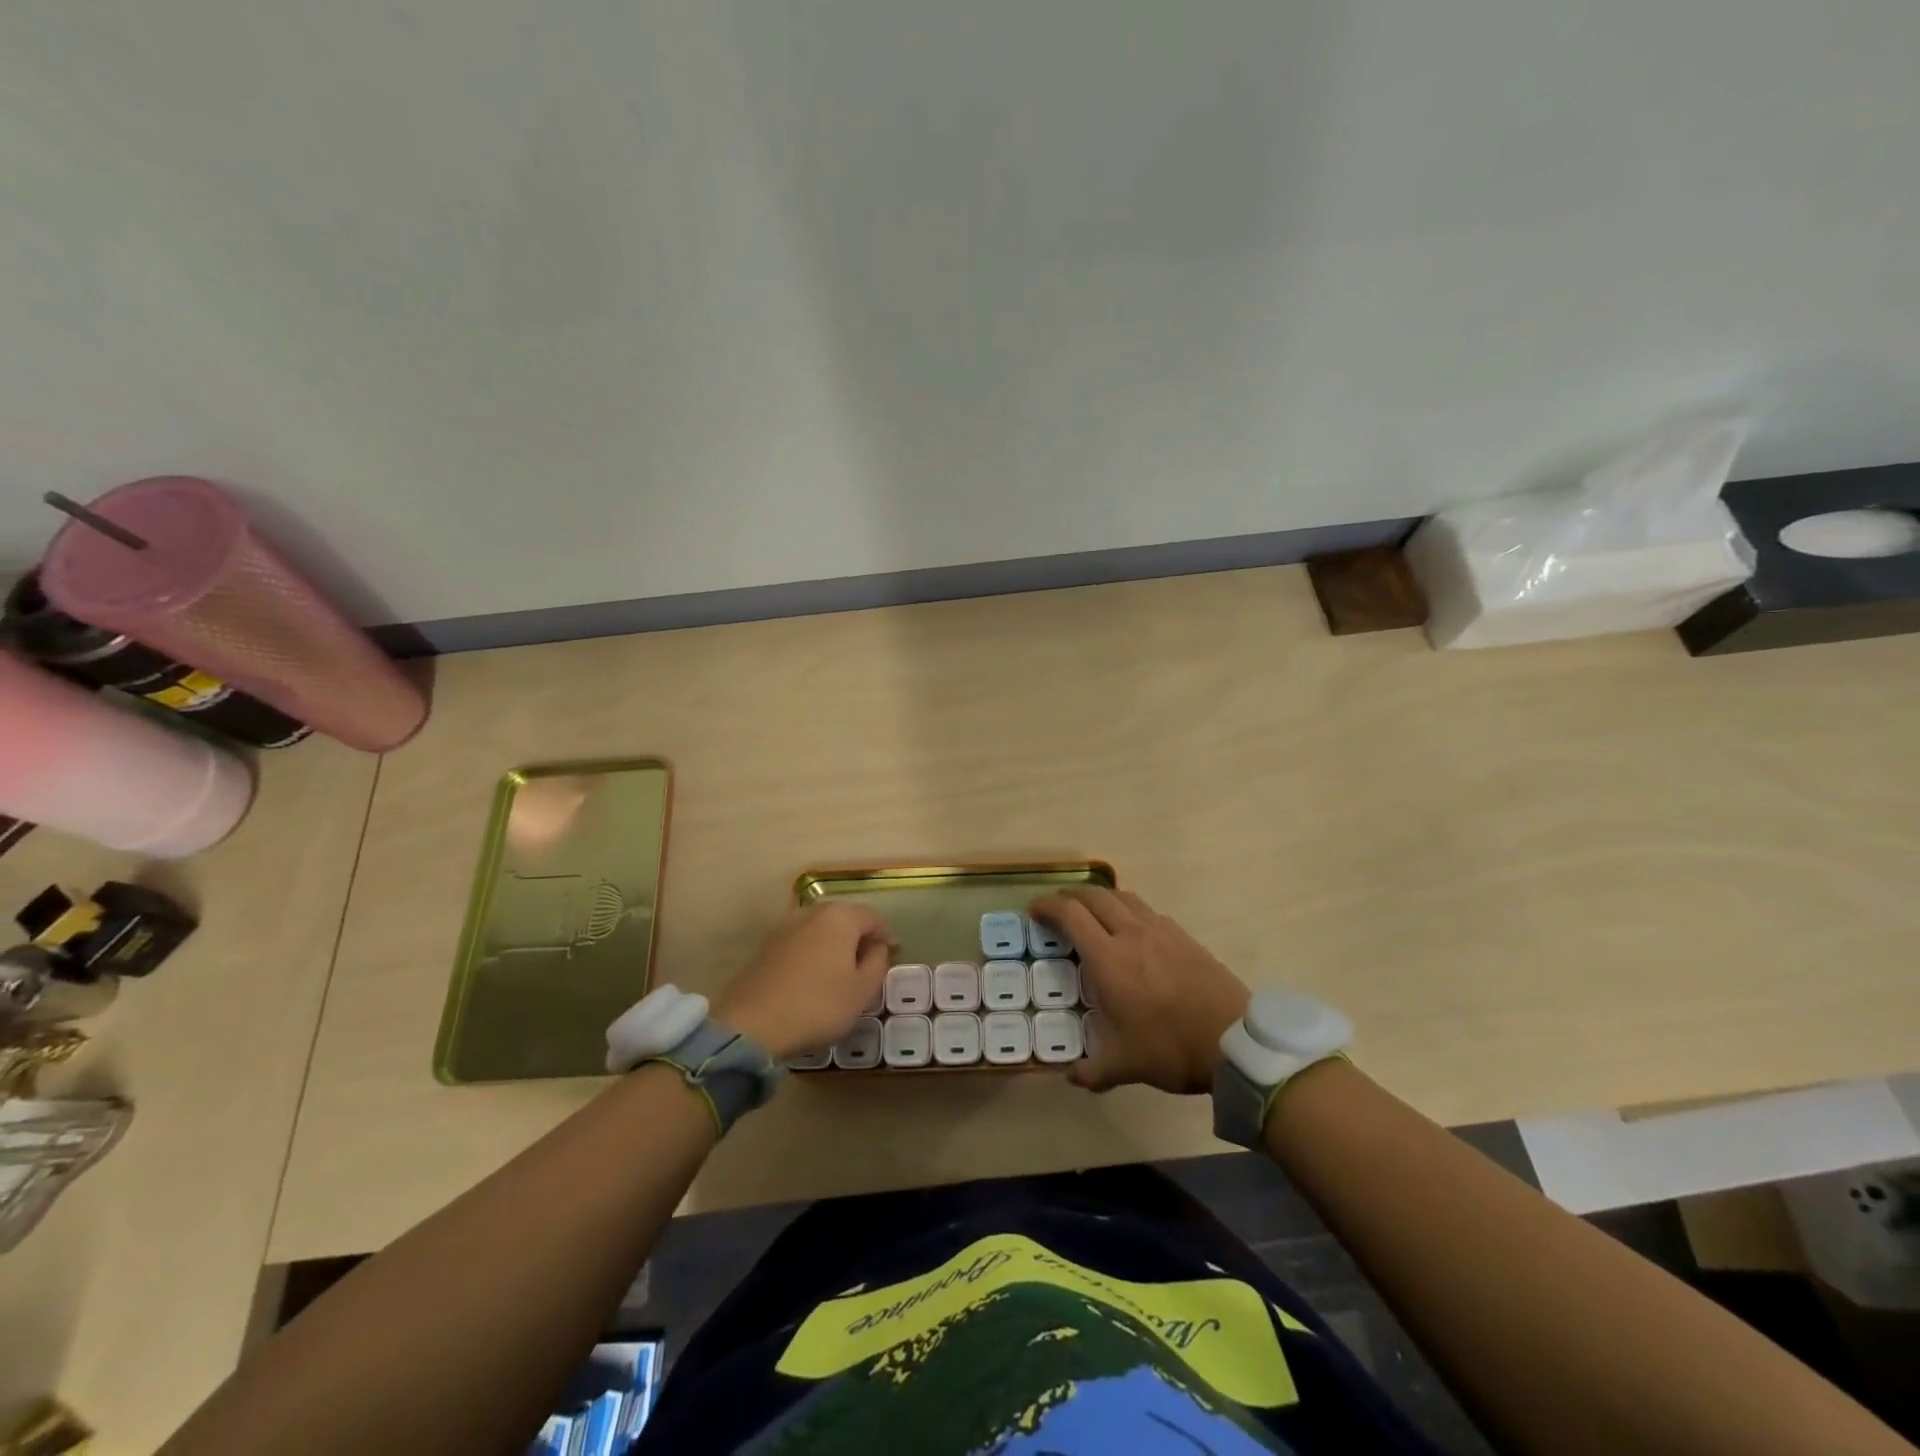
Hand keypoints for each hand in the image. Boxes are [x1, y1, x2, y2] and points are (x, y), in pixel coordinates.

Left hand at [713, 903, 891, 1061]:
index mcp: (840, 917)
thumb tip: (877, 947)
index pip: (873, 917)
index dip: (886, 936)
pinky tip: (813, 977)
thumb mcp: (861, 991)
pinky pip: (800, 942)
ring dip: (834, 945)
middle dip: (859, 937)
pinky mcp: (765, 946)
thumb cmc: (817, 1006)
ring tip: (840, 972)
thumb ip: (877, 963)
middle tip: (868, 964)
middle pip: (845, 918)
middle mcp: (811, 912)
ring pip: (820, 929)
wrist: (750, 1025)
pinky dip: (812, 953)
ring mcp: (784, 927)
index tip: (892, 956)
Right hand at [1029, 887, 1249, 1094]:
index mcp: (1108, 959)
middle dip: (1069, 895)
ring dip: (1100, 897)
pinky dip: (1128, 910)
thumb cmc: (1170, 1047)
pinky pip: (1147, 910)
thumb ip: (1092, 1071)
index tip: (1033, 910)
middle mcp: (1131, 934)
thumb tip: (1071, 1077)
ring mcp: (1160, 930)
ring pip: (1122, 896)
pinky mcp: (1183, 935)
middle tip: (1057, 909)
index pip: (1070, 915)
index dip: (1047, 905)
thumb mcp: (1125, 1065)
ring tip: (1091, 912)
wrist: (1233, 1040)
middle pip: (1094, 896)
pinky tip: (1131, 930)